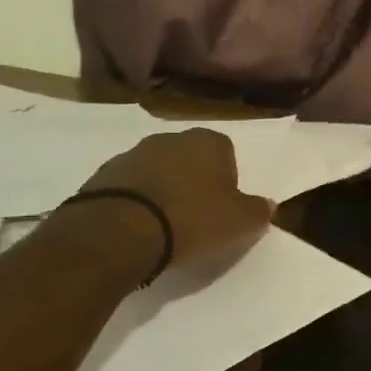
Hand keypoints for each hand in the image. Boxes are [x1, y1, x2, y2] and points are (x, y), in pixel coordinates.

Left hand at [75, 128, 273, 269]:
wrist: (118, 232)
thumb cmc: (191, 220)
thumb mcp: (241, 222)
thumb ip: (259, 211)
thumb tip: (268, 204)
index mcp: (207, 141)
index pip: (226, 152)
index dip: (228, 180)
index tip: (224, 207)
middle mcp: (169, 138)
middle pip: (190, 159)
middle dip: (194, 182)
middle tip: (197, 217)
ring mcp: (131, 154)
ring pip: (158, 171)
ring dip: (163, 191)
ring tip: (164, 226)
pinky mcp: (101, 176)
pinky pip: (129, 188)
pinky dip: (136, 203)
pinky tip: (138, 228)